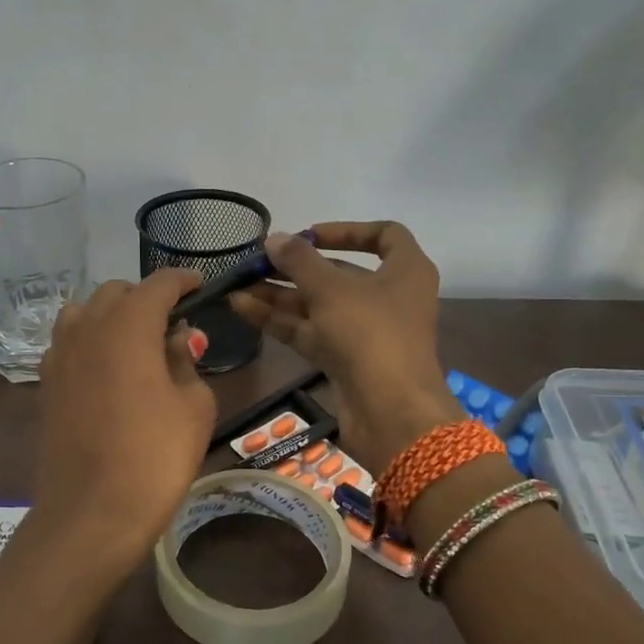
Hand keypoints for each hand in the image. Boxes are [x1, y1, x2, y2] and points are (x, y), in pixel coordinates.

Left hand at [32, 271, 216, 575]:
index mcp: (128, 325)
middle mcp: (87, 328)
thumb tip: (177, 339)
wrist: (91, 513)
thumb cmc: (155, 457)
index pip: (158, 284)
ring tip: (136, 343)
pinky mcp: (46, 384)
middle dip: (146, 299)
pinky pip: (68, 343)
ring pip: (84, 313)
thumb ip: (187, 361)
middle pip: (116, 293)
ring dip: (112, 316)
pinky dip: (90, 342)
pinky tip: (107, 370)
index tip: (199, 286)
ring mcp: (59, 355)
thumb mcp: (194, 407)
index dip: (182, 280)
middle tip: (172, 325)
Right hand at [229, 222, 462, 472]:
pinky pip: (311, 331)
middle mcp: (389, 297)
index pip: (384, 235)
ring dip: (280, 294)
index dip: (346, 230)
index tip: (308, 234)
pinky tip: (243, 308)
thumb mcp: (331, 289)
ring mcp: (366, 331)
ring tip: (238, 285)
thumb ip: (299, 261)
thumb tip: (274, 239)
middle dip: (296, 268)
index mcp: (405, 271)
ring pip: (319, 305)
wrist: (390, 413)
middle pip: (340, 273)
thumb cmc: (370, 334)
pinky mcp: (346, 360)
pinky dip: (281, 320)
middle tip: (257, 262)